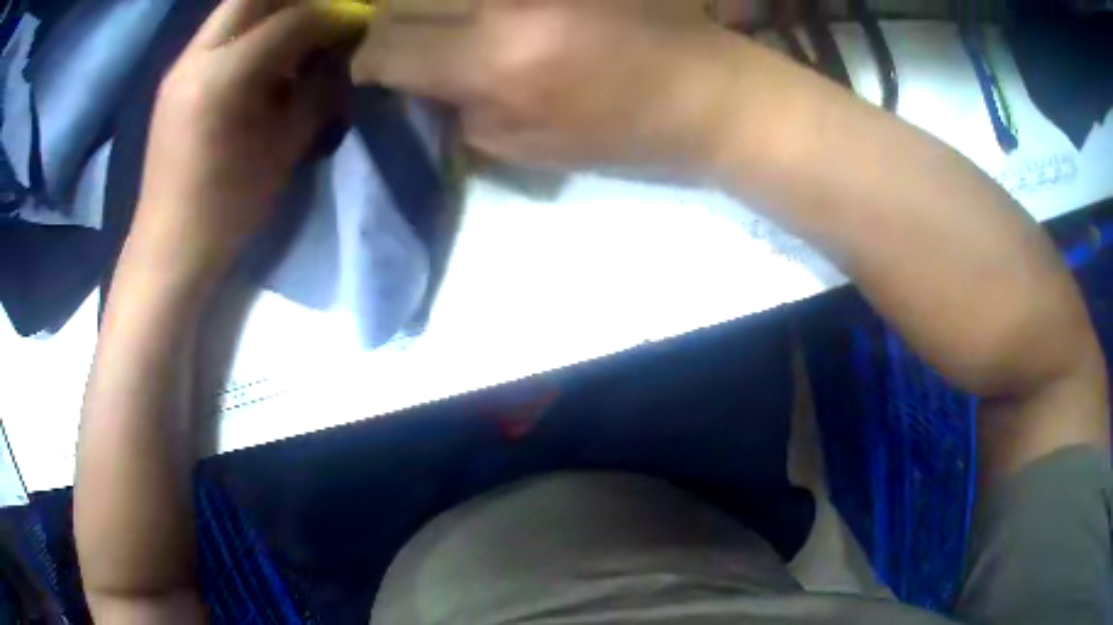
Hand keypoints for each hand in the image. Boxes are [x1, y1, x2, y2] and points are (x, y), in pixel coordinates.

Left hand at [131, 0, 372, 275]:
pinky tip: (262, 56)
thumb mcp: (284, 149)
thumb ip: (317, 91)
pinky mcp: (175, 78)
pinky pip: (219, 33)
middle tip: (324, 16)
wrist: (169, 247)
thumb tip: (340, 55)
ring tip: (296, 34)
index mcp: (224, 77)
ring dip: (271, 10)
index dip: (333, 16)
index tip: (358, 23)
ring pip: (234, 9)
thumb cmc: (228, 209)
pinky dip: (248, 30)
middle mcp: (197, 57)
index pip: (292, 19)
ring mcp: (181, 65)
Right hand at [353, 0, 740, 177]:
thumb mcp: (526, 147)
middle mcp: (508, 2)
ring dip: (425, 4)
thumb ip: (455, 109)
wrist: (707, 94)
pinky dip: (472, 1)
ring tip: (437, 25)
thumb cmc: (622, 135)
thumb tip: (412, 79)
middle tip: (394, 38)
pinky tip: (479, 16)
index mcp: (496, 61)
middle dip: (386, 21)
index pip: (391, 48)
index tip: (367, 66)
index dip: (367, 59)